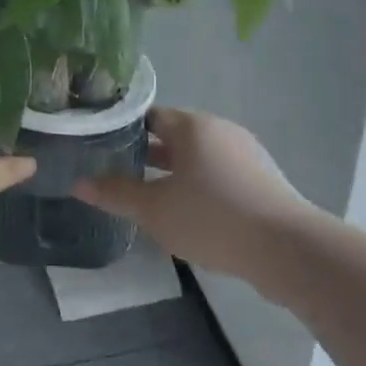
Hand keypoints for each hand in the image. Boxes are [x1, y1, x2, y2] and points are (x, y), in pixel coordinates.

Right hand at [73, 107, 312, 275]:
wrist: (288, 249)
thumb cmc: (212, 218)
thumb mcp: (154, 209)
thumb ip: (115, 194)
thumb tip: (77, 184)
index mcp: (192, 126)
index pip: (149, 115)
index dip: (122, 129)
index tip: (99, 147)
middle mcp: (220, 130)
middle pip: (174, 135)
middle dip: (145, 153)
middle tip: (115, 172)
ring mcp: (245, 154)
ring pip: (197, 156)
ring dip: (172, 172)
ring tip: (146, 195)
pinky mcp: (261, 179)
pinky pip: (218, 174)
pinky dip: (198, 185)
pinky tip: (186, 212)